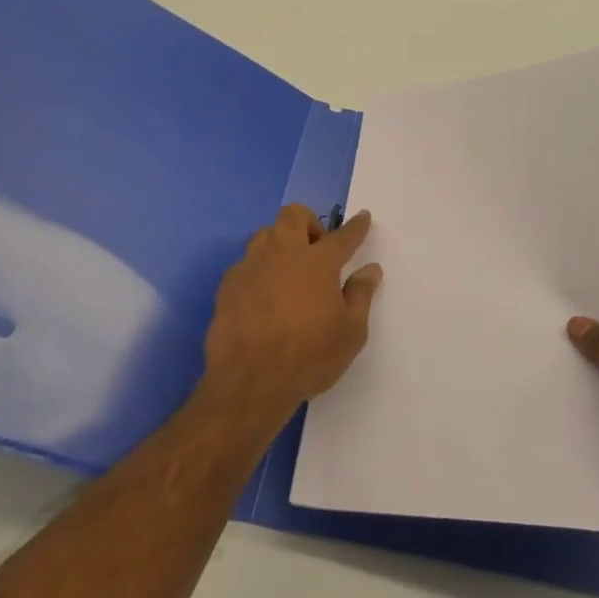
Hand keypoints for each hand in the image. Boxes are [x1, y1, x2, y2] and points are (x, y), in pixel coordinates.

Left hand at [200, 205, 382, 427]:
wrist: (249, 382)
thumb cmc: (309, 357)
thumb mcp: (351, 333)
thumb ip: (361, 295)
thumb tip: (370, 270)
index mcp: (318, 262)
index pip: (342, 236)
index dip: (356, 226)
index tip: (363, 217)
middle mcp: (283, 254)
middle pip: (294, 215)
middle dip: (309, 222)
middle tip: (318, 249)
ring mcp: (251, 267)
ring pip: (265, 234)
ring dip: (280, 242)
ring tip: (289, 269)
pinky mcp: (228, 285)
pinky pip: (246, 263)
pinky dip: (259, 269)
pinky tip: (263, 294)